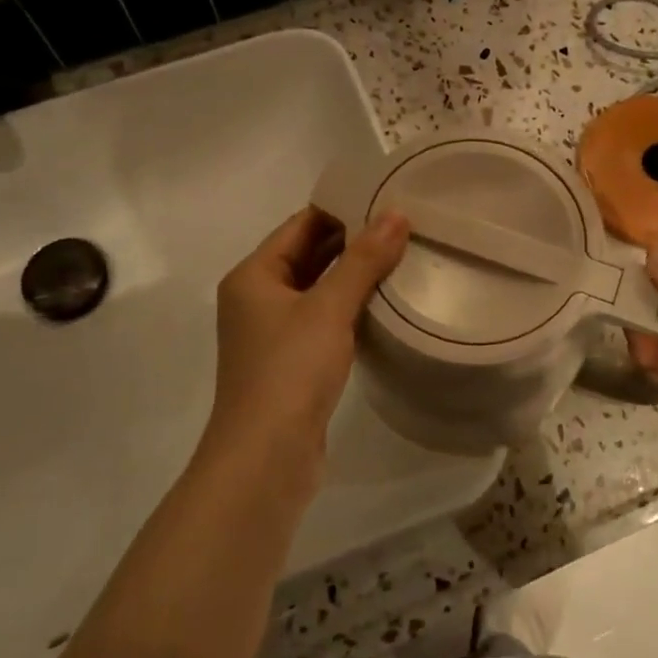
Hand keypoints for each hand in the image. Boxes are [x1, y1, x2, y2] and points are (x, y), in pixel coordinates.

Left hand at [200, 208, 408, 489]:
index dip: (340, 210)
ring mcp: (273, 333)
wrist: (265, 458)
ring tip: (402, 257)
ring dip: (353, 275)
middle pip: (308, 256)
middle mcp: (257, 299)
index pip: (300, 226)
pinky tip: (384, 303)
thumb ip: (363, 260)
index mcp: (254, 276)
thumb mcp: (329, 308)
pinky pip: (323, 320)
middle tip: (403, 227)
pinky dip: (349, 308)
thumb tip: (396, 215)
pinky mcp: (291, 363)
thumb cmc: (289, 370)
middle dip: (352, 242)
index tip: (385, 199)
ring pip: (318, 290)